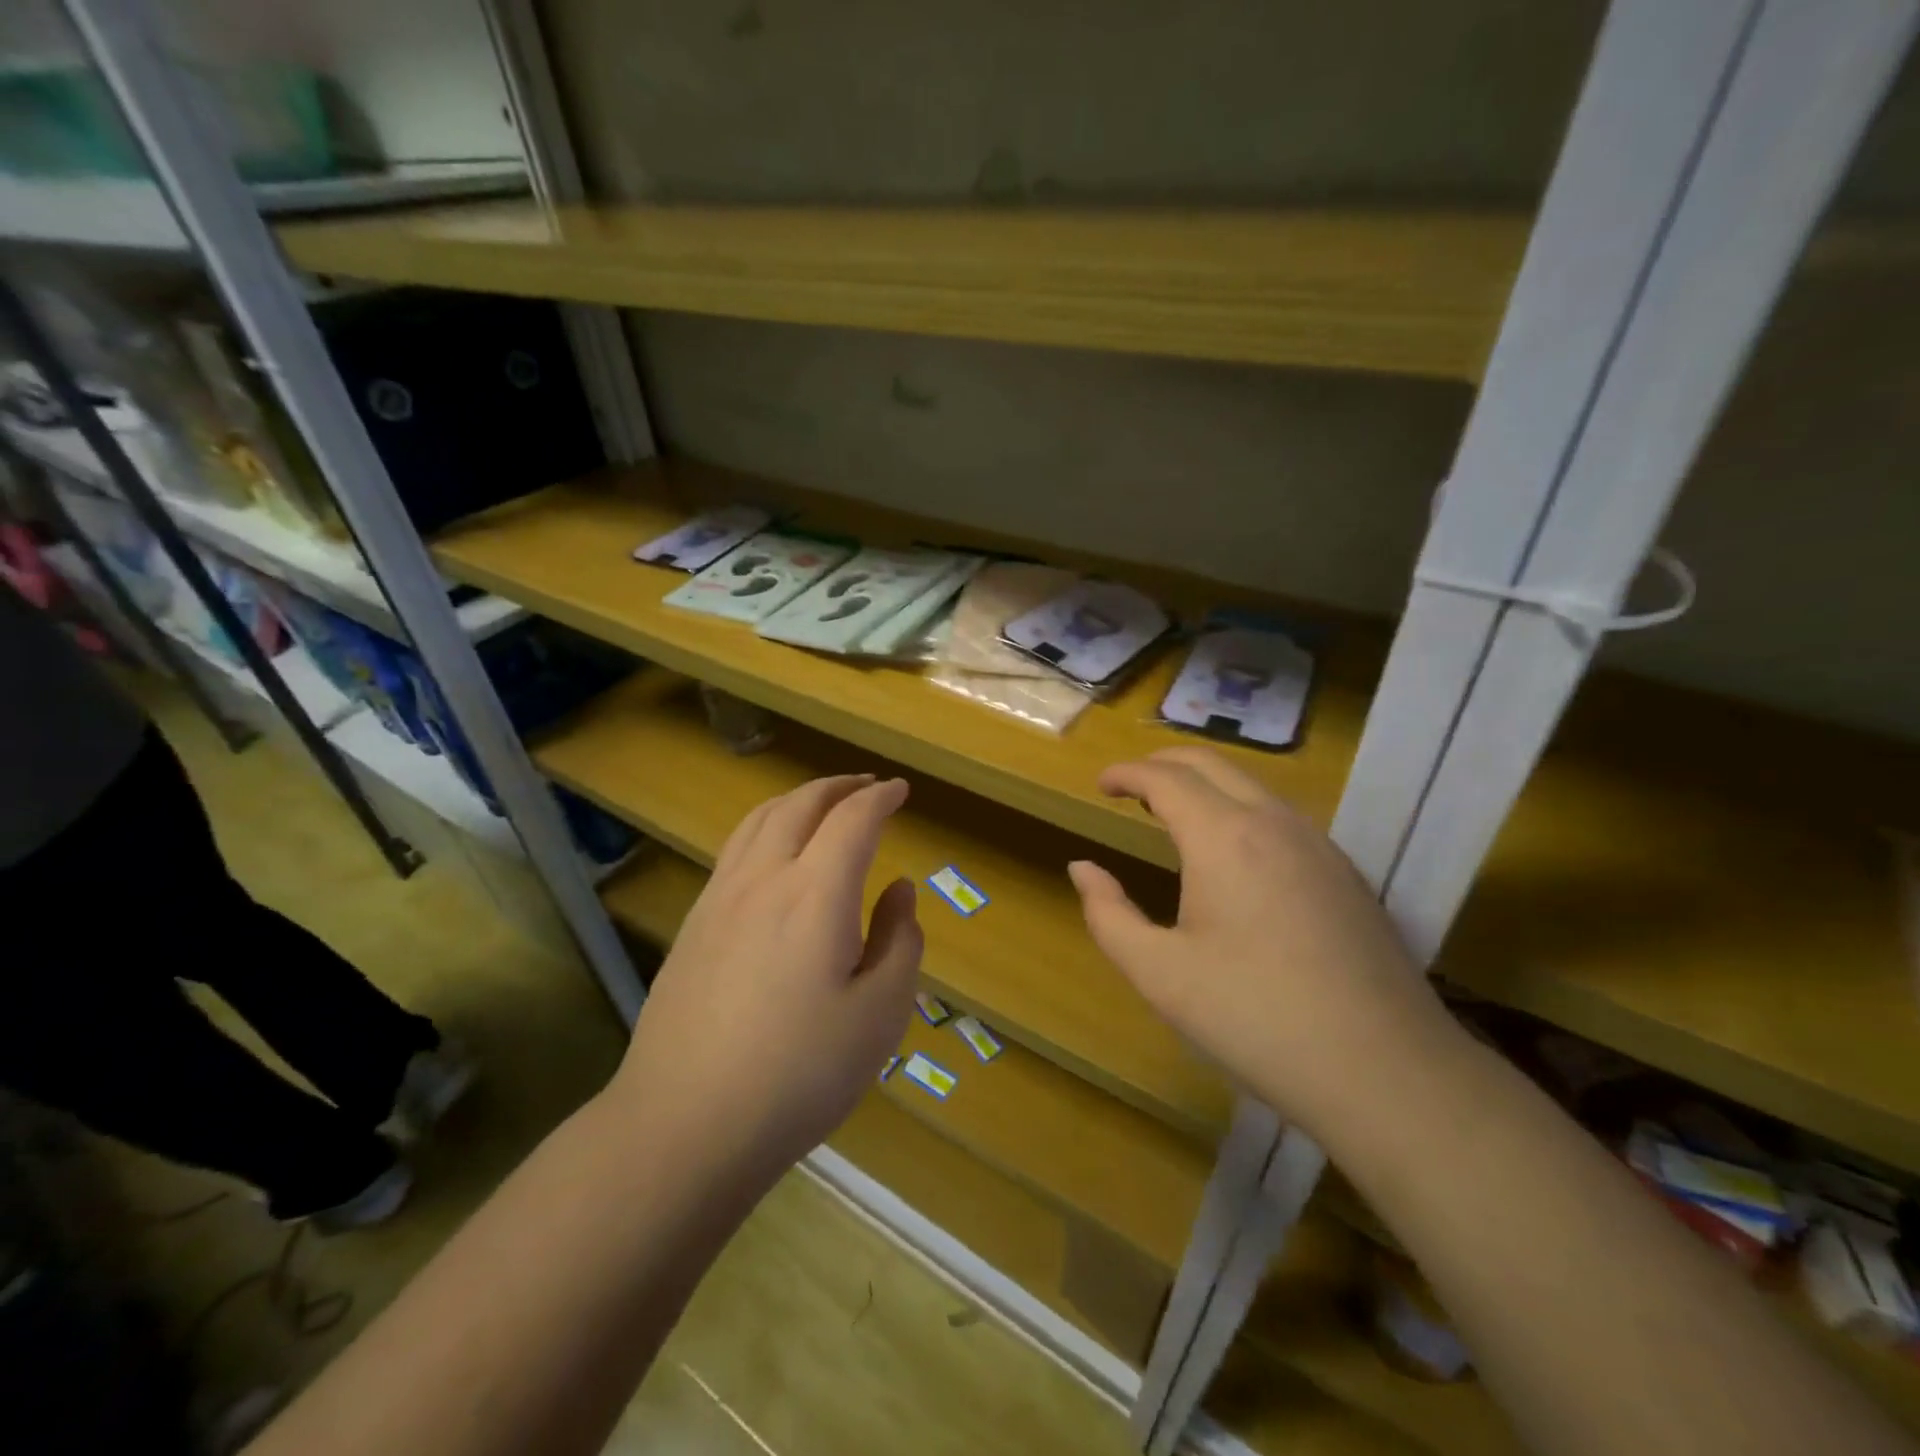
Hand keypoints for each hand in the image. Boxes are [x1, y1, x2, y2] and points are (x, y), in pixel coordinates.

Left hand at [612, 774, 921, 1184]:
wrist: (684, 1124)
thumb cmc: (799, 1074)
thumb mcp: (880, 1015)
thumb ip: (899, 941)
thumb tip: (899, 890)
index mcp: (816, 894)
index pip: (853, 820)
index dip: (880, 798)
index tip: (901, 791)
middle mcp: (763, 879)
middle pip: (801, 804)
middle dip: (839, 786)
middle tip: (867, 786)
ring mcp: (719, 898)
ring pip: (760, 819)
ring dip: (798, 799)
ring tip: (823, 804)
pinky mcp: (693, 924)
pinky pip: (735, 848)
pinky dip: (767, 826)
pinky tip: (774, 852)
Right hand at [1067, 747, 1449, 1136]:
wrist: (1386, 1071)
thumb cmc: (1255, 1019)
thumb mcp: (1159, 974)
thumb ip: (1108, 914)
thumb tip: (1083, 868)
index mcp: (1223, 837)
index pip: (1165, 778)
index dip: (1126, 773)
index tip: (1100, 784)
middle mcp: (1274, 822)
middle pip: (1211, 763)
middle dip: (1163, 763)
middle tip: (1130, 786)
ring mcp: (1318, 844)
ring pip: (1251, 786)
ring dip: (1205, 784)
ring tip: (1174, 814)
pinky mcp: (1345, 872)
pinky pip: (1281, 816)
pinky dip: (1240, 809)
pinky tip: (1234, 854)